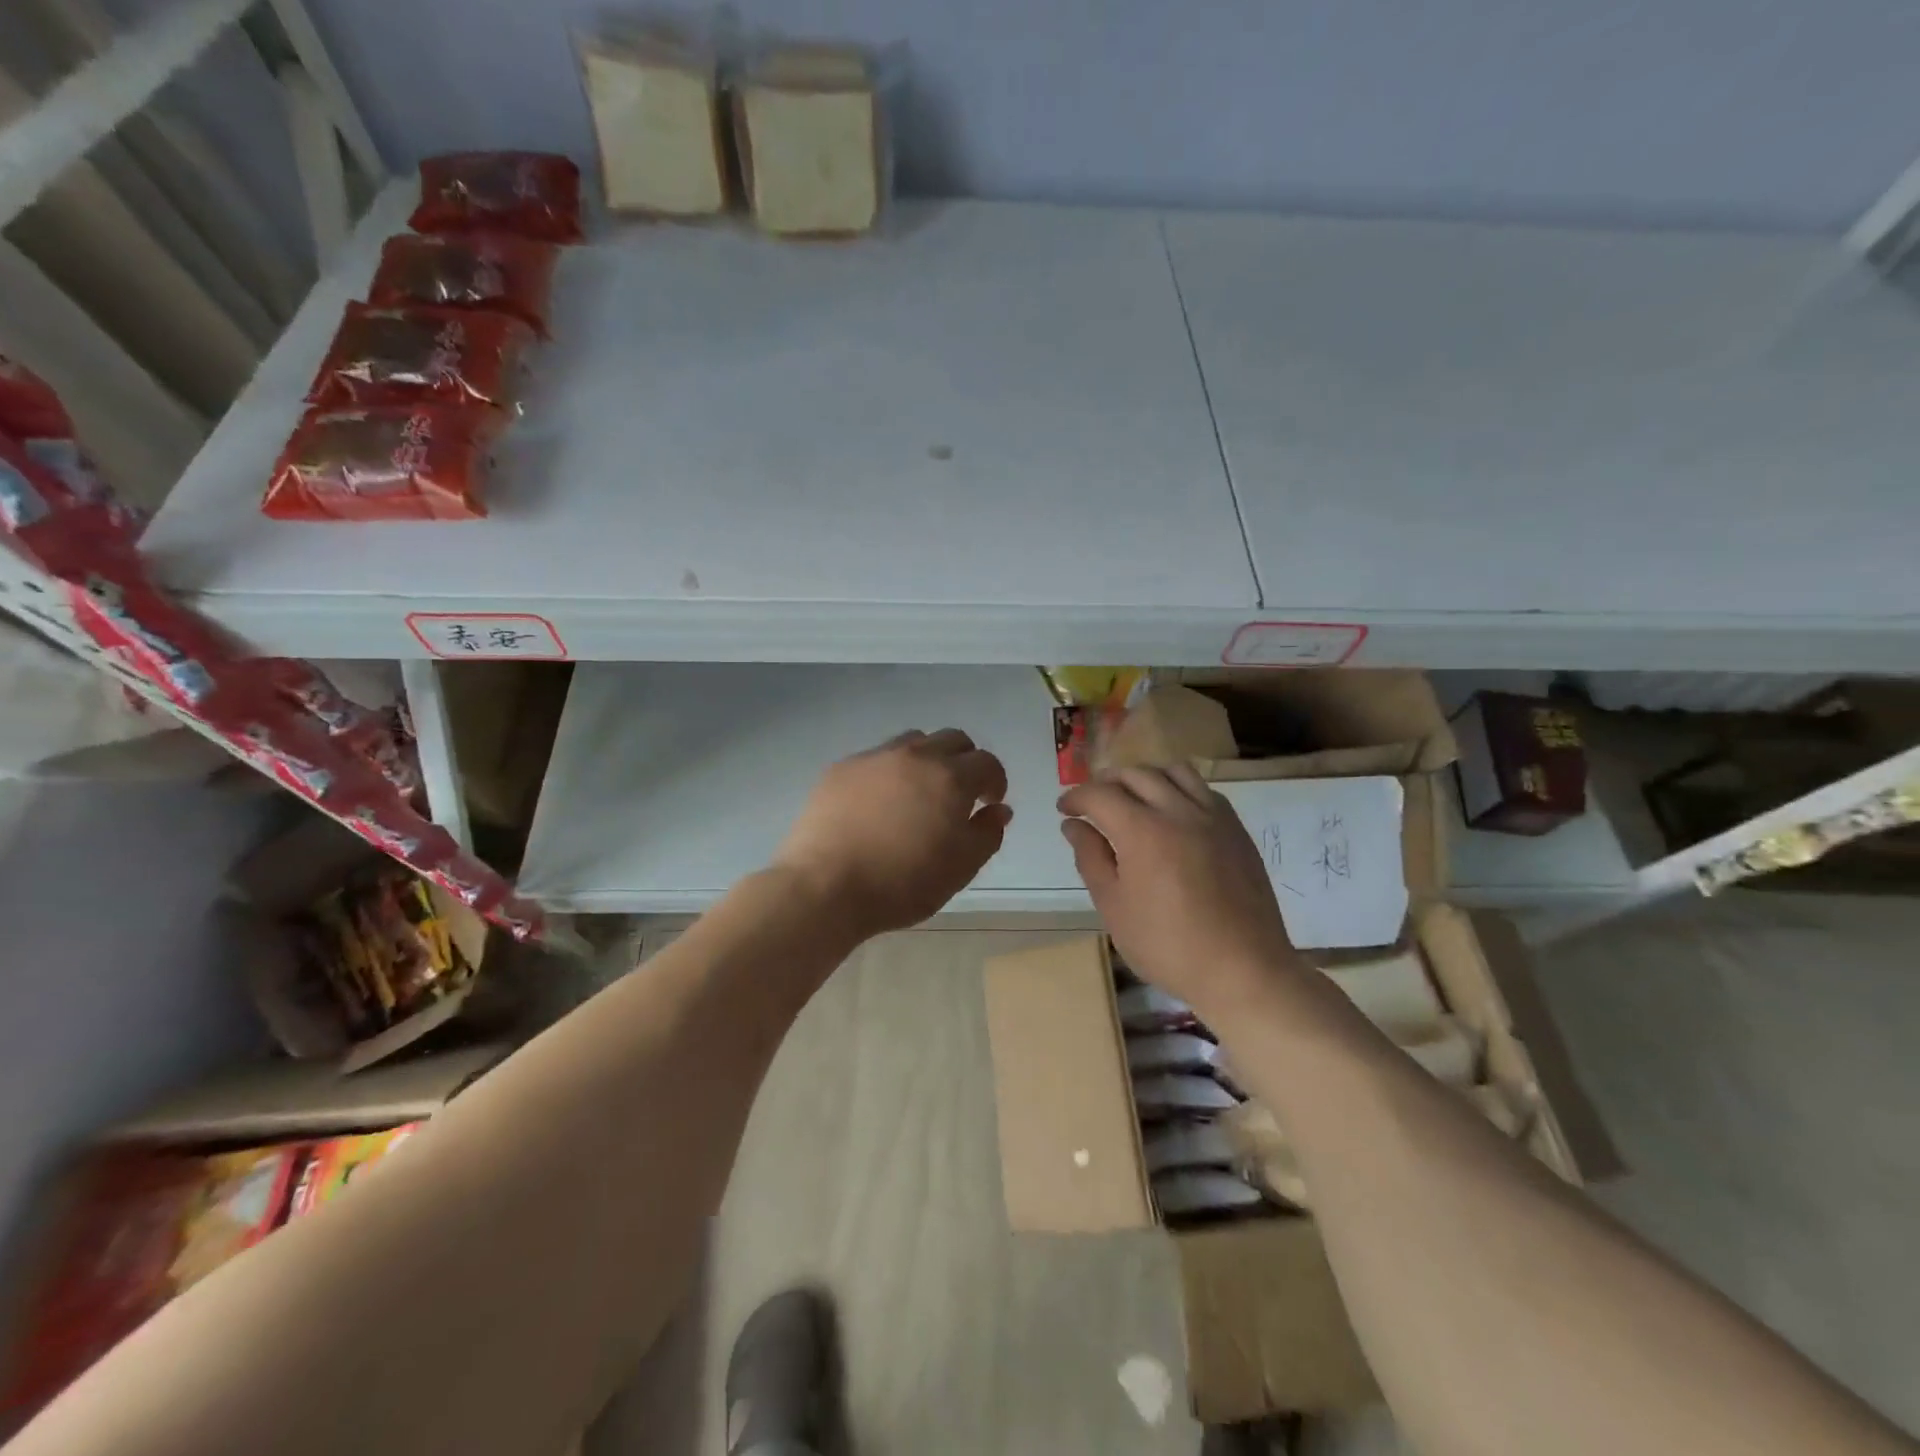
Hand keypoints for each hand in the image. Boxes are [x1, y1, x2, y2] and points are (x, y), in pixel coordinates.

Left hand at [775, 729, 1012, 938]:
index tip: (989, 804)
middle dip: (965, 761)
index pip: (987, 763)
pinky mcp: (841, 769)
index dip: (995, 781)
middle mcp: (914, 756)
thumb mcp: (960, 869)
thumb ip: (987, 834)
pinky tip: (879, 803)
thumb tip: (998, 810)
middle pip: (953, 739)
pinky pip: (876, 758)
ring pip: (913, 742)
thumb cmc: (902, 883)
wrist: (825, 886)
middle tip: (960, 794)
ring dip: (927, 759)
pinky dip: (890, 772)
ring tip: (919, 793)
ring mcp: (874, 758)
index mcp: (950, 778)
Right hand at [1058, 765, 1302, 1014]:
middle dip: (1106, 783)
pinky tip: (1171, 814)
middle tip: (1092, 805)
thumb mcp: (1114, 907)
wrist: (1243, 970)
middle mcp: (1178, 811)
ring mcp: (1212, 816)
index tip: (1064, 809)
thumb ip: (1091, 857)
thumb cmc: (1168, 946)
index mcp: (1142, 831)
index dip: (1076, 797)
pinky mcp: (1236, 828)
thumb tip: (1073, 825)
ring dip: (1144, 777)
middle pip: (1134, 774)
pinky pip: (1202, 789)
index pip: (1099, 794)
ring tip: (1132, 800)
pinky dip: (1178, 788)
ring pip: (1172, 771)